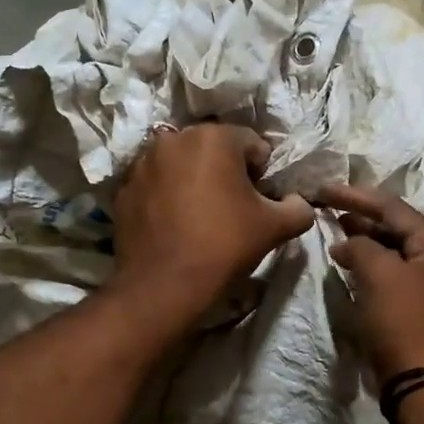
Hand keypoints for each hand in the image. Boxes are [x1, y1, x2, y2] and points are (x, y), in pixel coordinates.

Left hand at [110, 123, 314, 327]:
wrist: (164, 286)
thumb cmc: (224, 246)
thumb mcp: (276, 227)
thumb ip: (299, 207)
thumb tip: (297, 202)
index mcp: (214, 137)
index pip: (253, 145)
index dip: (263, 174)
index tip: (260, 202)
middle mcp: (174, 139)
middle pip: (214, 150)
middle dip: (227, 172)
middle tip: (233, 209)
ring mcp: (143, 163)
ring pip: (182, 164)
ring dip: (195, 181)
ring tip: (201, 217)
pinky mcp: (124, 188)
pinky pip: (157, 184)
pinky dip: (168, 195)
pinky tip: (175, 224)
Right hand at [320, 184, 423, 380]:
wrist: (419, 381)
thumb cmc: (401, 320)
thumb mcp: (379, 274)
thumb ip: (361, 246)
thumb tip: (347, 242)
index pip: (392, 207)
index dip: (355, 196)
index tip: (324, 189)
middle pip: (395, 226)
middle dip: (360, 215)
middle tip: (327, 207)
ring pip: (392, 249)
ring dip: (363, 239)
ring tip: (334, 230)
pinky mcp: (417, 305)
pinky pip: (391, 272)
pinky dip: (369, 263)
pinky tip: (349, 263)